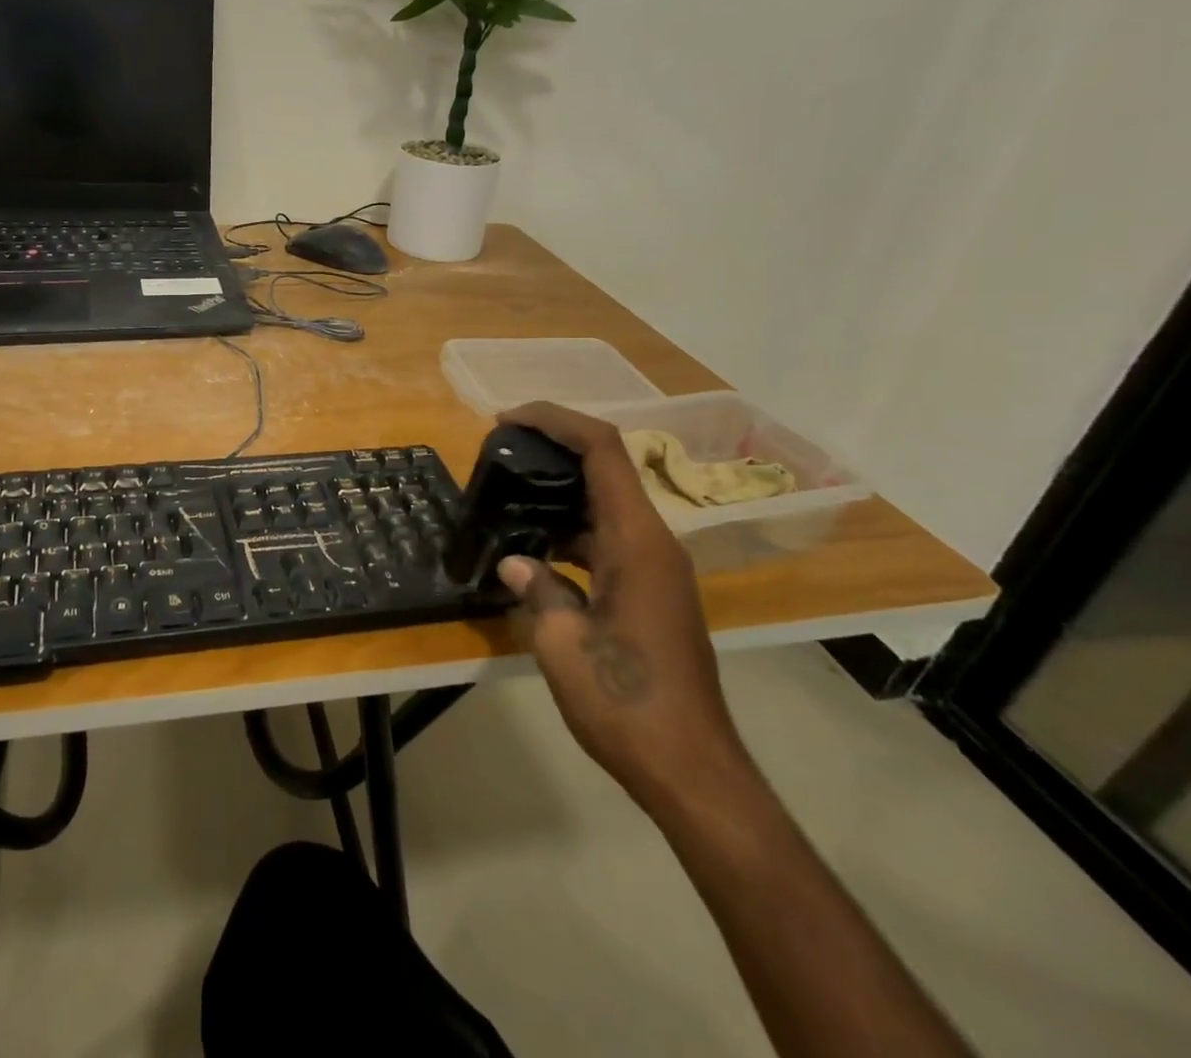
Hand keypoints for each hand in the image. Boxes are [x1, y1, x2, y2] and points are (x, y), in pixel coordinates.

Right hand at [494, 403, 751, 814]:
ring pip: (605, 506)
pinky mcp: (651, 593)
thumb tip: (516, 563)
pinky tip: (532, 551)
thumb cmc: (626, 703)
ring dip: (558, 493)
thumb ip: (536, 589)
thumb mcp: (561, 644)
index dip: (556, 420)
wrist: (692, 771)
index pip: (601, 450)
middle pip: (605, 469)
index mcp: (637, 542)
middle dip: (552, 450)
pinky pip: (607, 540)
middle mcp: (653, 543)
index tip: (507, 419)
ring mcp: (656, 569)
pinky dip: (569, 532)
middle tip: (498, 455)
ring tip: (505, 498)